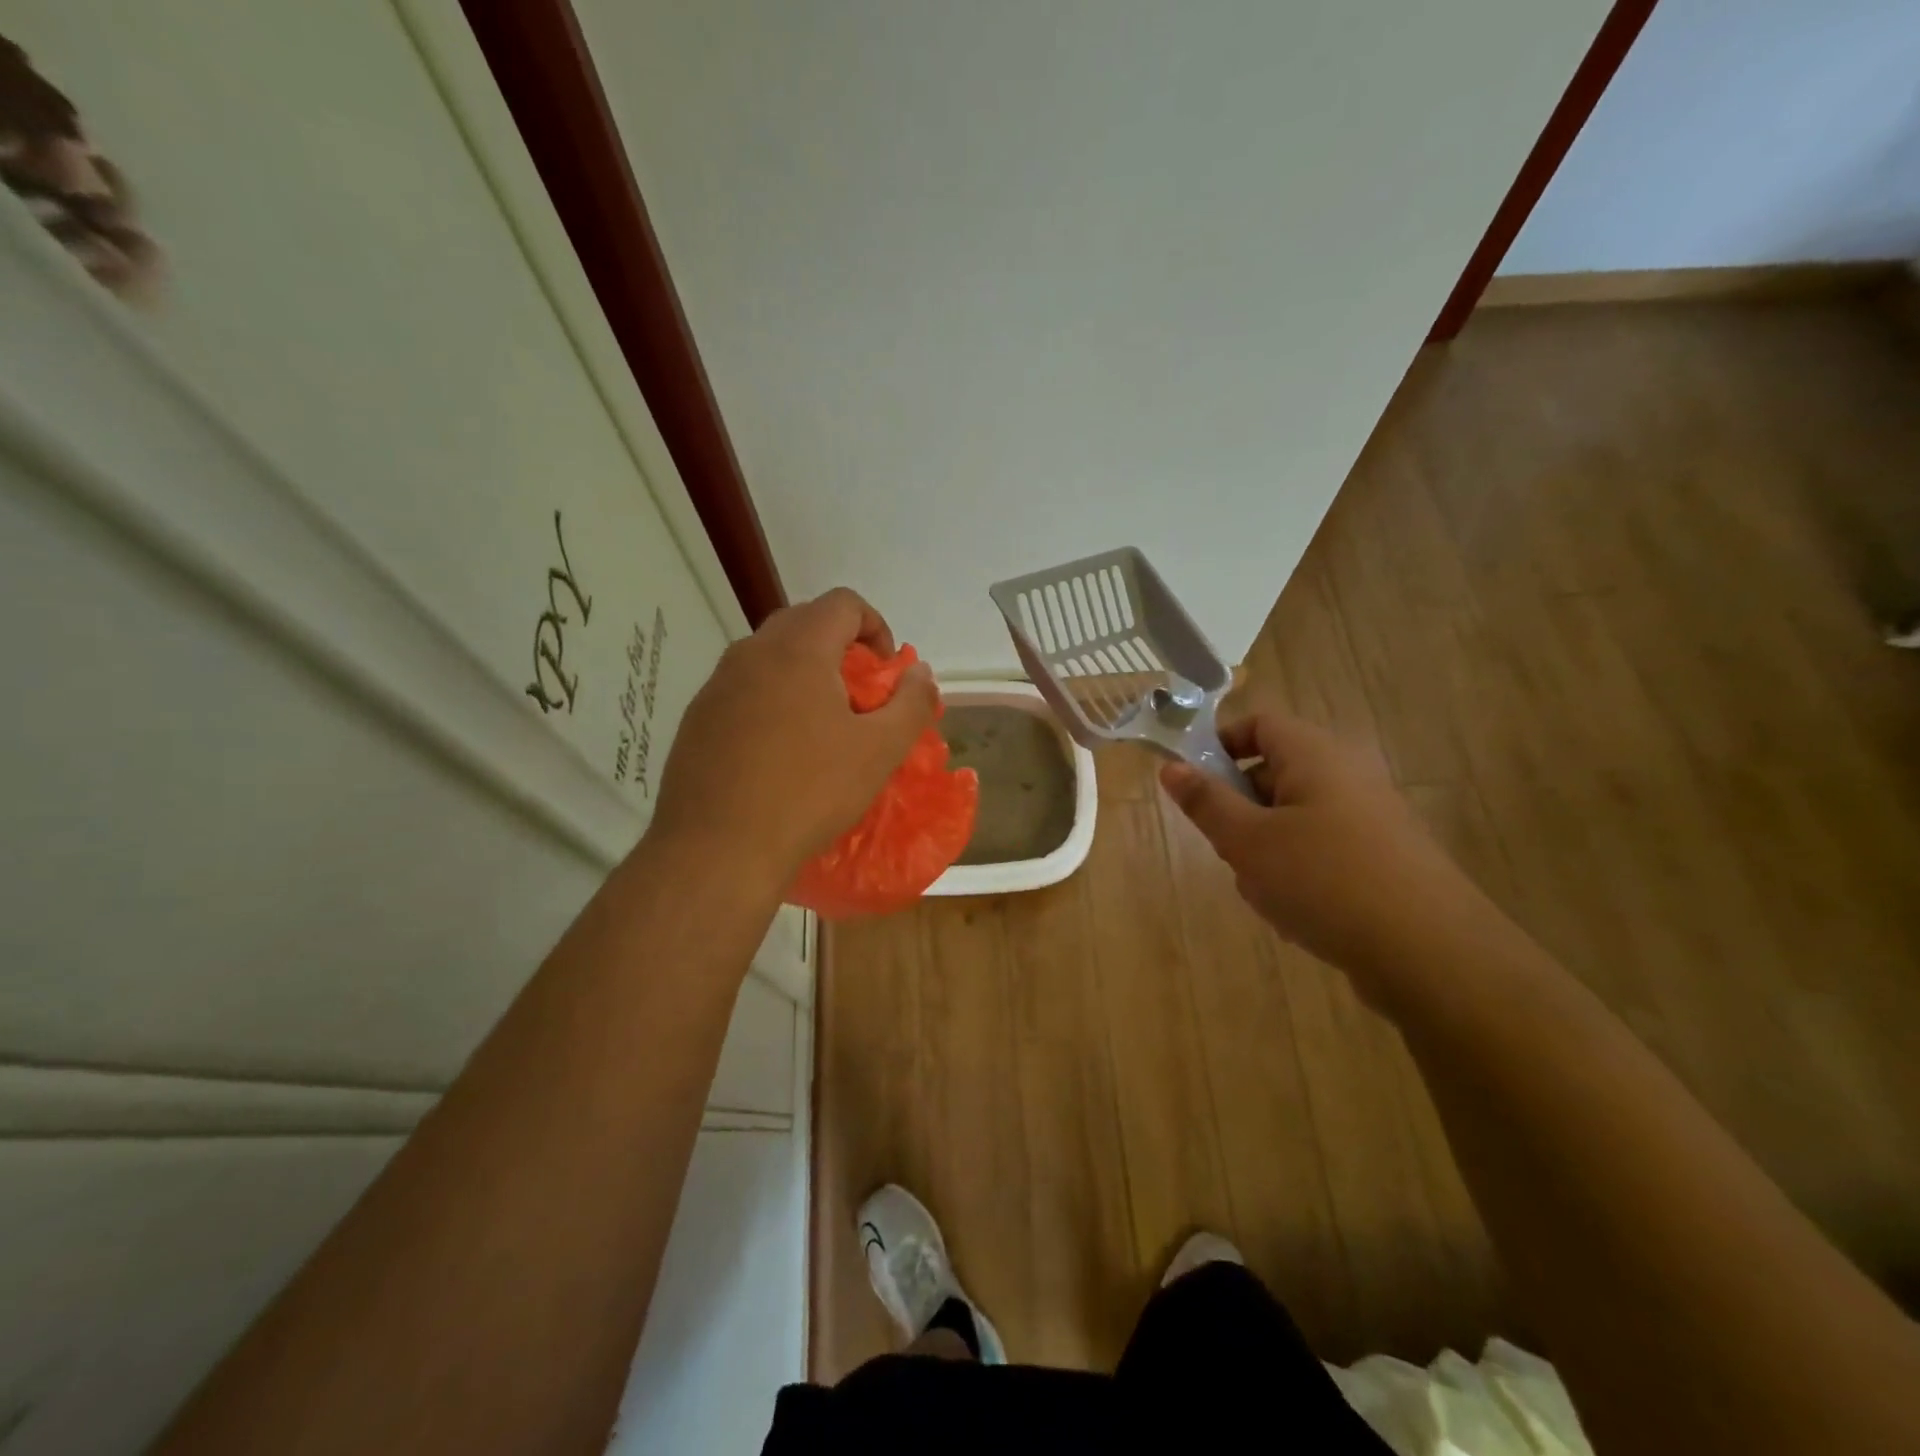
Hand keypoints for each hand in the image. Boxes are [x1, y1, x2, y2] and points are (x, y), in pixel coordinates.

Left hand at [649, 588, 937, 890]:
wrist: (717, 848)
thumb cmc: (809, 793)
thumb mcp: (879, 750)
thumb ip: (911, 703)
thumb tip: (920, 672)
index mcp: (798, 650)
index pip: (843, 603)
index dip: (876, 626)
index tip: (885, 671)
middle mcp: (751, 652)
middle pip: (804, 622)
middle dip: (840, 648)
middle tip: (858, 696)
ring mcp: (717, 684)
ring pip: (770, 656)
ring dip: (804, 674)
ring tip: (821, 726)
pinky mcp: (697, 717)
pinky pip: (743, 688)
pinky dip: (771, 699)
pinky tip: (779, 752)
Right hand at [1159, 710, 1489, 999]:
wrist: (1429, 952)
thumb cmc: (1323, 880)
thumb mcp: (1247, 841)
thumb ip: (1205, 802)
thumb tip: (1171, 767)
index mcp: (1316, 755)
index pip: (1260, 724)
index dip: (1220, 744)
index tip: (1194, 784)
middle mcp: (1347, 774)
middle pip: (1274, 772)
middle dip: (1239, 809)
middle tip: (1227, 848)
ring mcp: (1371, 817)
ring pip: (1293, 817)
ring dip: (1265, 847)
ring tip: (1264, 891)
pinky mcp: (1383, 857)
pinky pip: (1322, 848)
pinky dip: (1298, 870)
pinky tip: (1297, 913)